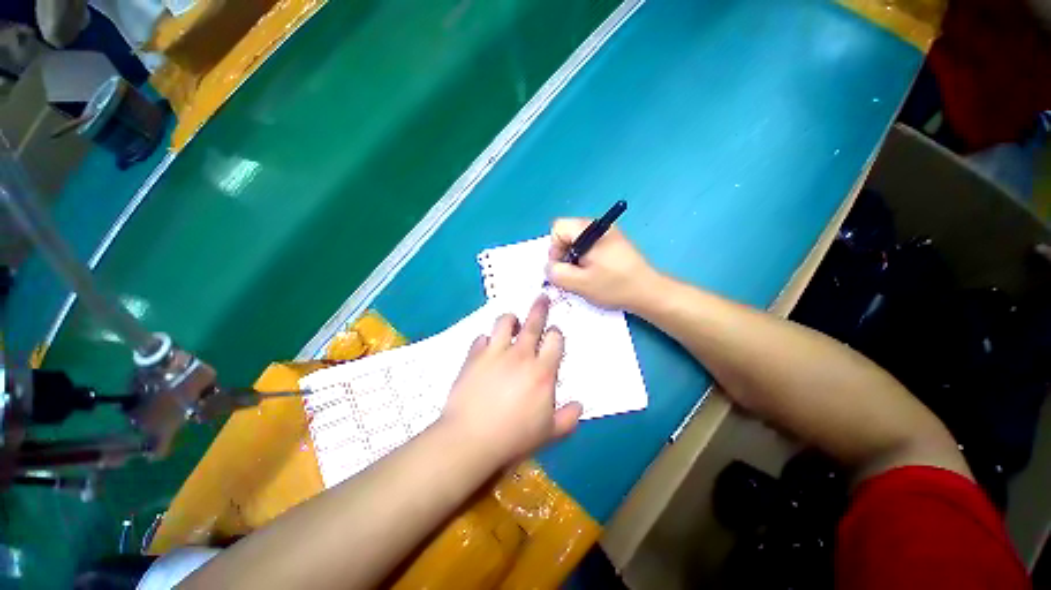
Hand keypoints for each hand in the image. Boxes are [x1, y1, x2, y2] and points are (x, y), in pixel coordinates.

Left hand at [440, 296, 582, 465]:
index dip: (556, 333)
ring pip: (505, 322)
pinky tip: (487, 348)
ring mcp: (495, 352)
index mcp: (542, 371)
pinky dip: (486, 340)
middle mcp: (520, 355)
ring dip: (511, 319)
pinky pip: (481, 338)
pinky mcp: (474, 356)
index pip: (555, 340)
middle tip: (542, 297)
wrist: (470, 439)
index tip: (554, 334)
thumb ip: (568, 418)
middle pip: (533, 322)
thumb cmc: (513, 437)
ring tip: (512, 322)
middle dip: (540, 307)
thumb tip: (580, 406)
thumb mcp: (548, 433)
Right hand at [545, 218, 660, 311]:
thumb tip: (549, 267)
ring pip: (577, 242)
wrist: (649, 292)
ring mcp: (608, 234)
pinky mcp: (613, 244)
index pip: (558, 228)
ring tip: (585, 277)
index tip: (563, 267)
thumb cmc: (614, 286)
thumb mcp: (579, 283)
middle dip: (564, 255)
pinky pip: (589, 247)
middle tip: (573, 274)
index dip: (554, 248)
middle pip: (567, 234)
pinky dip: (585, 260)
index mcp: (590, 230)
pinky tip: (594, 275)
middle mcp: (599, 226)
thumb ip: (556, 274)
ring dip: (574, 260)